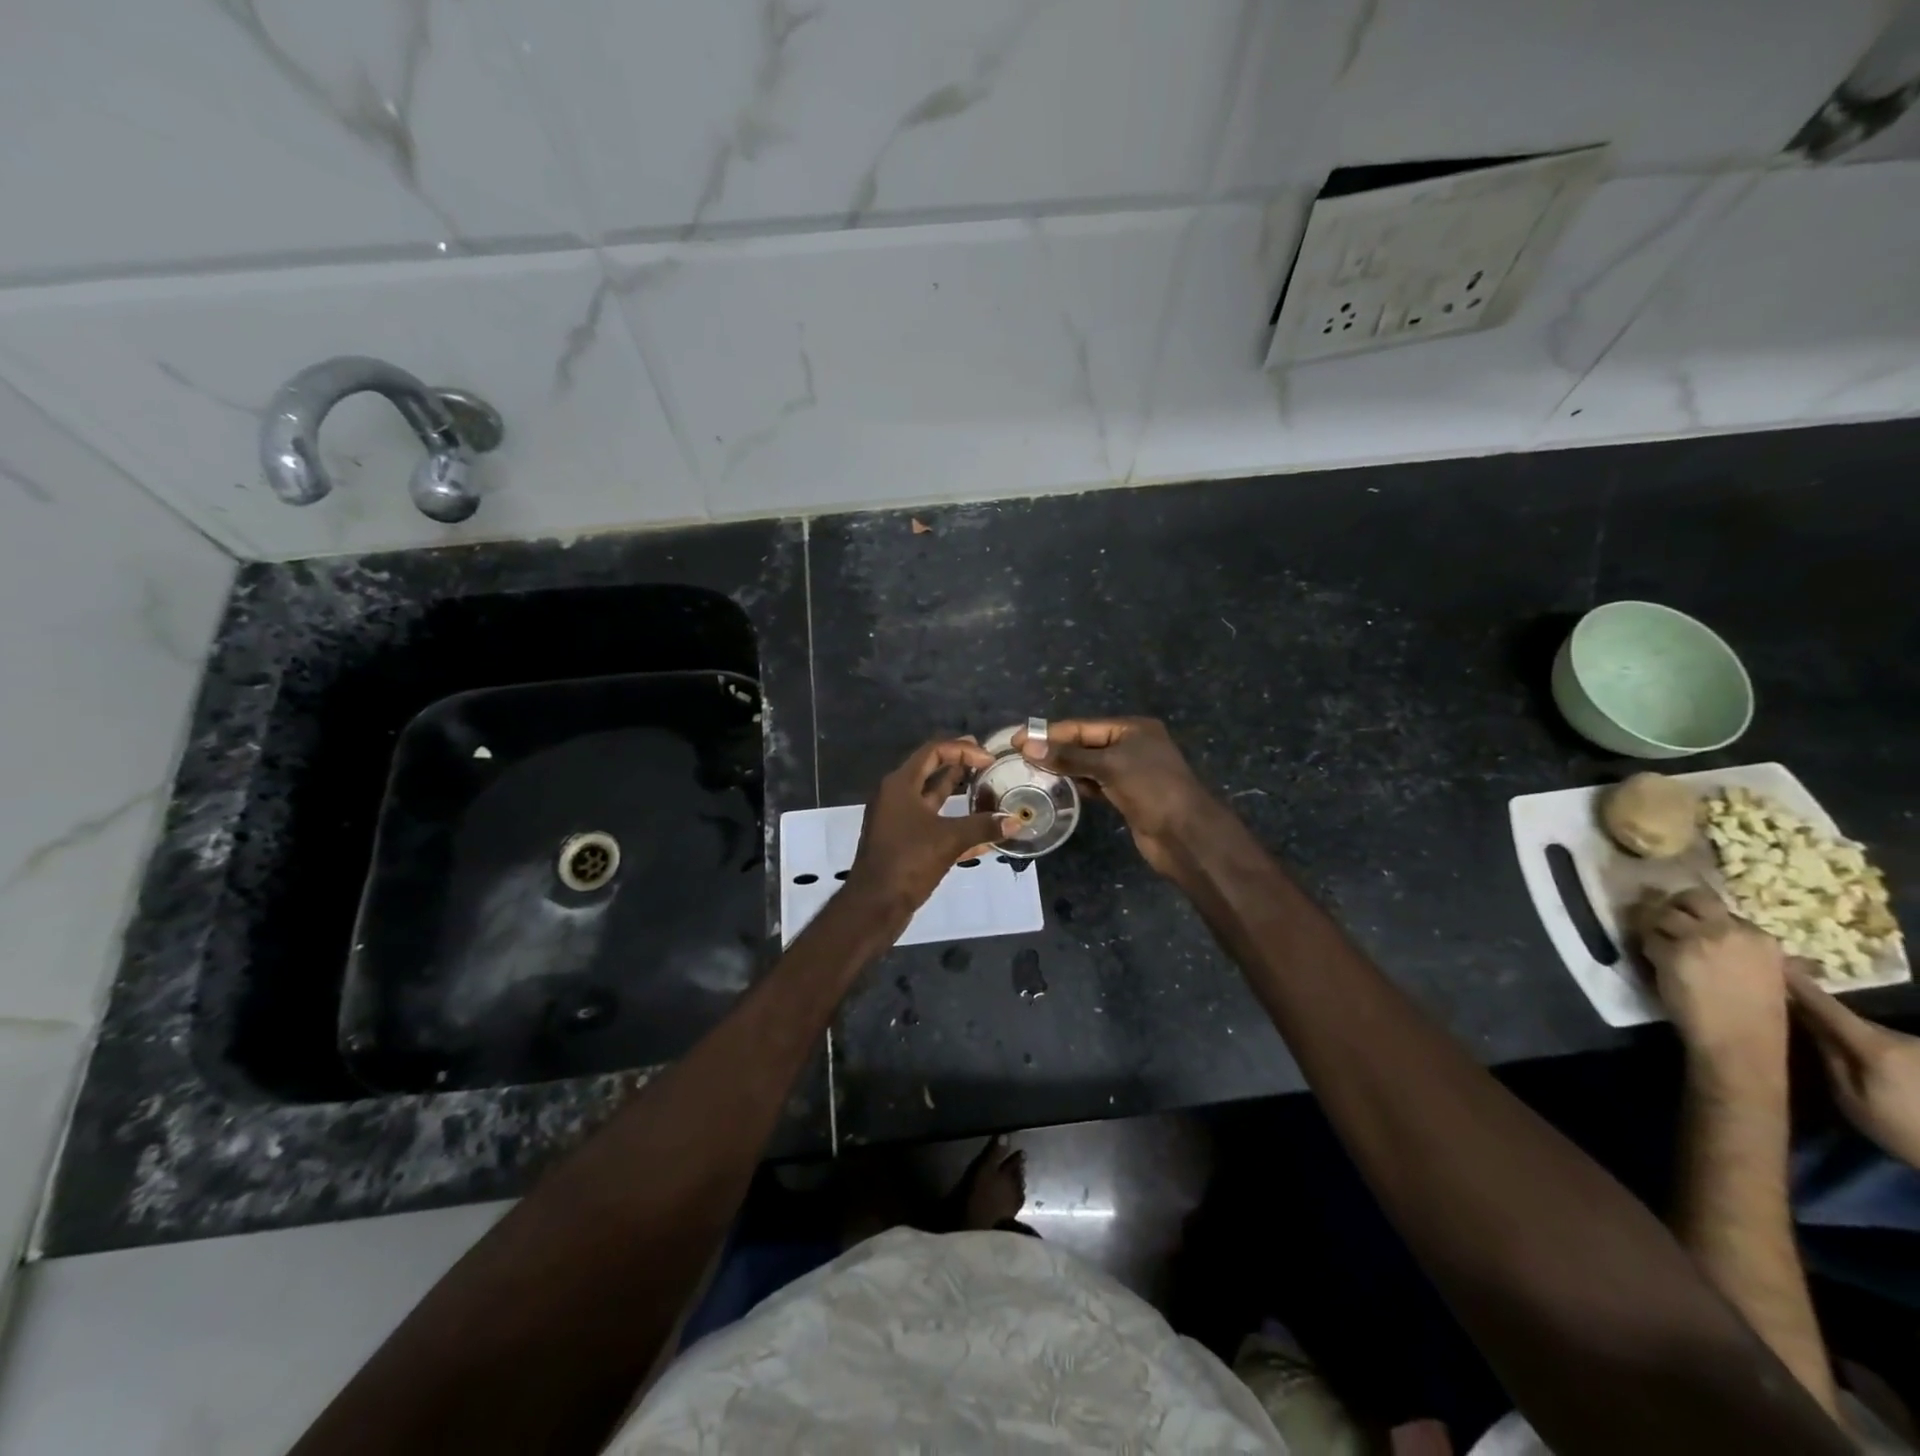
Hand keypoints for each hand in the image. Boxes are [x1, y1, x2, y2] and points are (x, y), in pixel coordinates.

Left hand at [845, 738, 1012, 920]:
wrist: (875, 905)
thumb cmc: (908, 861)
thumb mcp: (949, 839)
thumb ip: (983, 826)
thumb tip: (1016, 821)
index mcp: (900, 785)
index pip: (933, 751)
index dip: (962, 749)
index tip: (989, 758)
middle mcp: (896, 796)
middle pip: (931, 770)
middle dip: (959, 764)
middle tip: (988, 762)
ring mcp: (898, 820)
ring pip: (932, 798)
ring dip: (958, 792)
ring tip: (987, 788)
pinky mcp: (903, 842)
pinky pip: (932, 823)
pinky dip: (954, 823)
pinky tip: (981, 832)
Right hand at [1014, 717, 1213, 875]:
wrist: (1186, 834)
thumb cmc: (1151, 789)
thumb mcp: (1109, 766)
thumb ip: (1069, 757)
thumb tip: (1028, 747)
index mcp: (1133, 729)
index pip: (1083, 726)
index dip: (1050, 733)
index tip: (1018, 739)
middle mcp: (1132, 746)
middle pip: (1085, 743)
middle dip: (1055, 749)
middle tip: (1019, 757)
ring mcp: (1130, 772)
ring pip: (1088, 765)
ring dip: (1063, 768)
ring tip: (1031, 772)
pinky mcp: (1127, 795)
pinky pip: (1095, 784)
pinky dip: (1077, 785)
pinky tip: (1057, 789)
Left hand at [1633, 889, 1788, 1076]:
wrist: (1740, 1040)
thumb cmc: (1758, 1015)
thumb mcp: (1772, 975)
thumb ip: (1754, 950)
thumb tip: (1740, 932)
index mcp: (1760, 937)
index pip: (1719, 907)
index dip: (1699, 913)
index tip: (1689, 921)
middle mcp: (1728, 931)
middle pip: (1691, 898)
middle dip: (1673, 904)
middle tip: (1662, 916)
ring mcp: (1697, 939)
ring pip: (1663, 914)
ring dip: (1654, 924)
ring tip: (1653, 938)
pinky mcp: (1670, 951)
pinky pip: (1648, 937)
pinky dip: (1646, 945)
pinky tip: (1652, 958)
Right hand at [1786, 963, 1919, 1169]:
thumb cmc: (1904, 1132)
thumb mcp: (1853, 1100)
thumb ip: (1830, 1058)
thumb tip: (1808, 1024)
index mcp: (1875, 1046)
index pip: (1828, 1008)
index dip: (1801, 985)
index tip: (1776, 962)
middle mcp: (1902, 1039)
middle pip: (1853, 1021)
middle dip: (1827, 1020)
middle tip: (1800, 1021)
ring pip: (1875, 1035)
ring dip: (1856, 1039)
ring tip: (1843, 1054)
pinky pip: (1895, 1048)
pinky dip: (1879, 1053)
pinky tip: (1879, 1071)